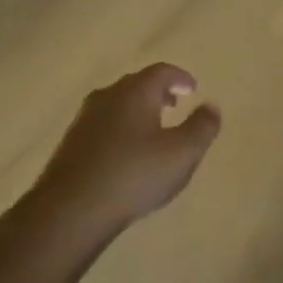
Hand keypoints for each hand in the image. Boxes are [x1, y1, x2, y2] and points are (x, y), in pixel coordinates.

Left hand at [30, 64, 221, 236]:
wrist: (71, 209)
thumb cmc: (134, 174)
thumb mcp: (182, 153)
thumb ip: (202, 127)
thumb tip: (211, 106)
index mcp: (135, 92)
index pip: (161, 72)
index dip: (180, 77)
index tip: (193, 88)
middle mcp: (107, 97)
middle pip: (136, 84)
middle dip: (158, 92)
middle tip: (175, 104)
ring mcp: (84, 120)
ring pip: (117, 105)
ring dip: (138, 111)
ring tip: (153, 130)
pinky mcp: (71, 145)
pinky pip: (103, 126)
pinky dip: (121, 129)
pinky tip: (126, 153)